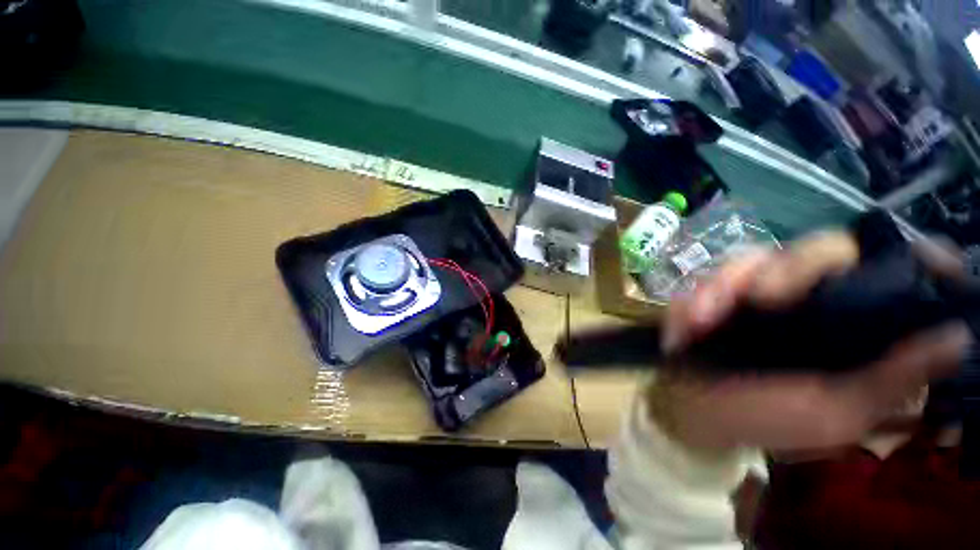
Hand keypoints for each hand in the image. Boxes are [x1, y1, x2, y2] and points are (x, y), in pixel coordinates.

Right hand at [651, 232, 971, 452]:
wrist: (696, 409)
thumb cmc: (766, 419)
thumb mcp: (835, 413)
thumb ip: (890, 381)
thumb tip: (957, 336)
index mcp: (857, 327)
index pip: (899, 271)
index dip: (912, 258)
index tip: (913, 261)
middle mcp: (817, 298)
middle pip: (824, 249)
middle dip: (791, 269)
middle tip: (763, 300)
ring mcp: (763, 290)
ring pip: (759, 257)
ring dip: (728, 283)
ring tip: (706, 318)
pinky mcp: (721, 291)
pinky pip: (713, 276)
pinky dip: (700, 296)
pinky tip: (692, 323)